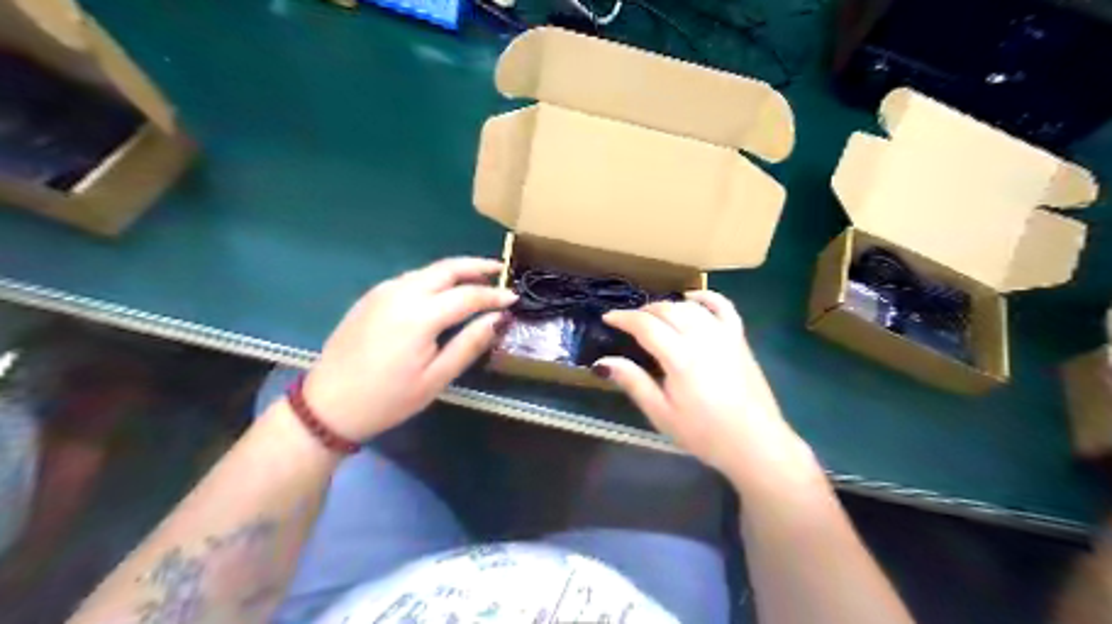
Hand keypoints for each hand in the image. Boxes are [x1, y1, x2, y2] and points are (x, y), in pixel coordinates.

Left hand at [301, 259, 513, 443]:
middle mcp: (401, 293)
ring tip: (478, 279)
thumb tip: (498, 319)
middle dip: (477, 266)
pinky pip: (411, 279)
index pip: (468, 295)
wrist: (327, 405)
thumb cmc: (388, 399)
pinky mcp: (371, 297)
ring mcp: (382, 292)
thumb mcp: (436, 378)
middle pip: (447, 269)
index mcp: (420, 315)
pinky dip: (434, 279)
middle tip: (500, 270)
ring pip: (428, 271)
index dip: (494, 295)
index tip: (514, 298)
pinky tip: (443, 292)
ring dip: (455, 271)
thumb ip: (469, 344)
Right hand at [600, 292, 814, 490]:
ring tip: (654, 316)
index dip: (624, 318)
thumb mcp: (662, 414)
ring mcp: (724, 335)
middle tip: (629, 322)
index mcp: (680, 358)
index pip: (646, 325)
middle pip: (667, 310)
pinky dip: (705, 297)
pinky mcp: (739, 338)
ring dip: (668, 305)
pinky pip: (723, 306)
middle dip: (643, 311)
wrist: (754, 443)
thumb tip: (603, 361)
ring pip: (690, 306)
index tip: (608, 318)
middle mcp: (702, 338)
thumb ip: (633, 382)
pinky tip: (692, 298)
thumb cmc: (704, 433)